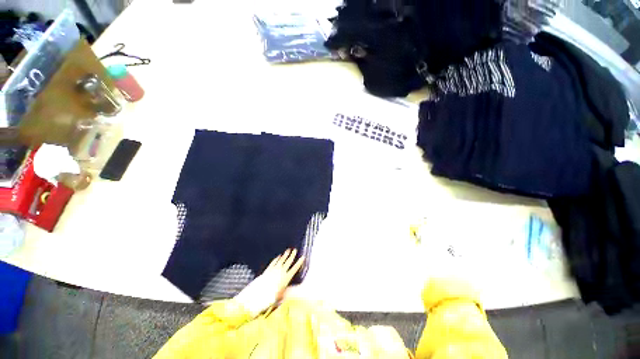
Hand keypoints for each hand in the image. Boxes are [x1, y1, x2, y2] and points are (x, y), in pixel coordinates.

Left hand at [235, 249, 304, 316]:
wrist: (256, 297)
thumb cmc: (269, 299)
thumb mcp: (280, 297)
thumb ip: (288, 292)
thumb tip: (295, 289)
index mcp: (285, 278)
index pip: (294, 268)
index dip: (299, 263)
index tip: (302, 257)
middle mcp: (280, 272)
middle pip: (288, 262)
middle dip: (292, 256)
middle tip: (295, 250)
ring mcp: (273, 270)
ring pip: (281, 260)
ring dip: (285, 255)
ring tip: (288, 250)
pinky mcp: (267, 271)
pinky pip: (273, 263)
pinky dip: (276, 259)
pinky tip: (278, 256)